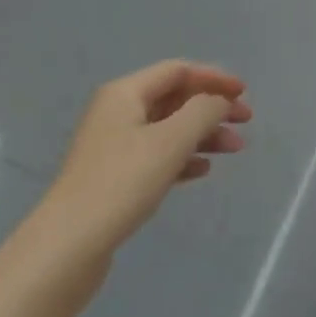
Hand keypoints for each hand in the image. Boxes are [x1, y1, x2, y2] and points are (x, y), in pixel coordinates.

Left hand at [46, 61, 251, 252]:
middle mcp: (117, 112)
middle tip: (246, 122)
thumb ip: (202, 112)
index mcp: (125, 93)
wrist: (69, 245)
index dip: (213, 77)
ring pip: (169, 128)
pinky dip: (184, 157)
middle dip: (212, 107)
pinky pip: (158, 155)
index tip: (244, 93)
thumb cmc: (122, 183)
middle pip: (174, 98)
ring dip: (203, 134)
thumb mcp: (170, 141)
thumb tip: (219, 100)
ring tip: (234, 150)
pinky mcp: (116, 177)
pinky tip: (203, 170)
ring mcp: (115, 146)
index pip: (177, 71)